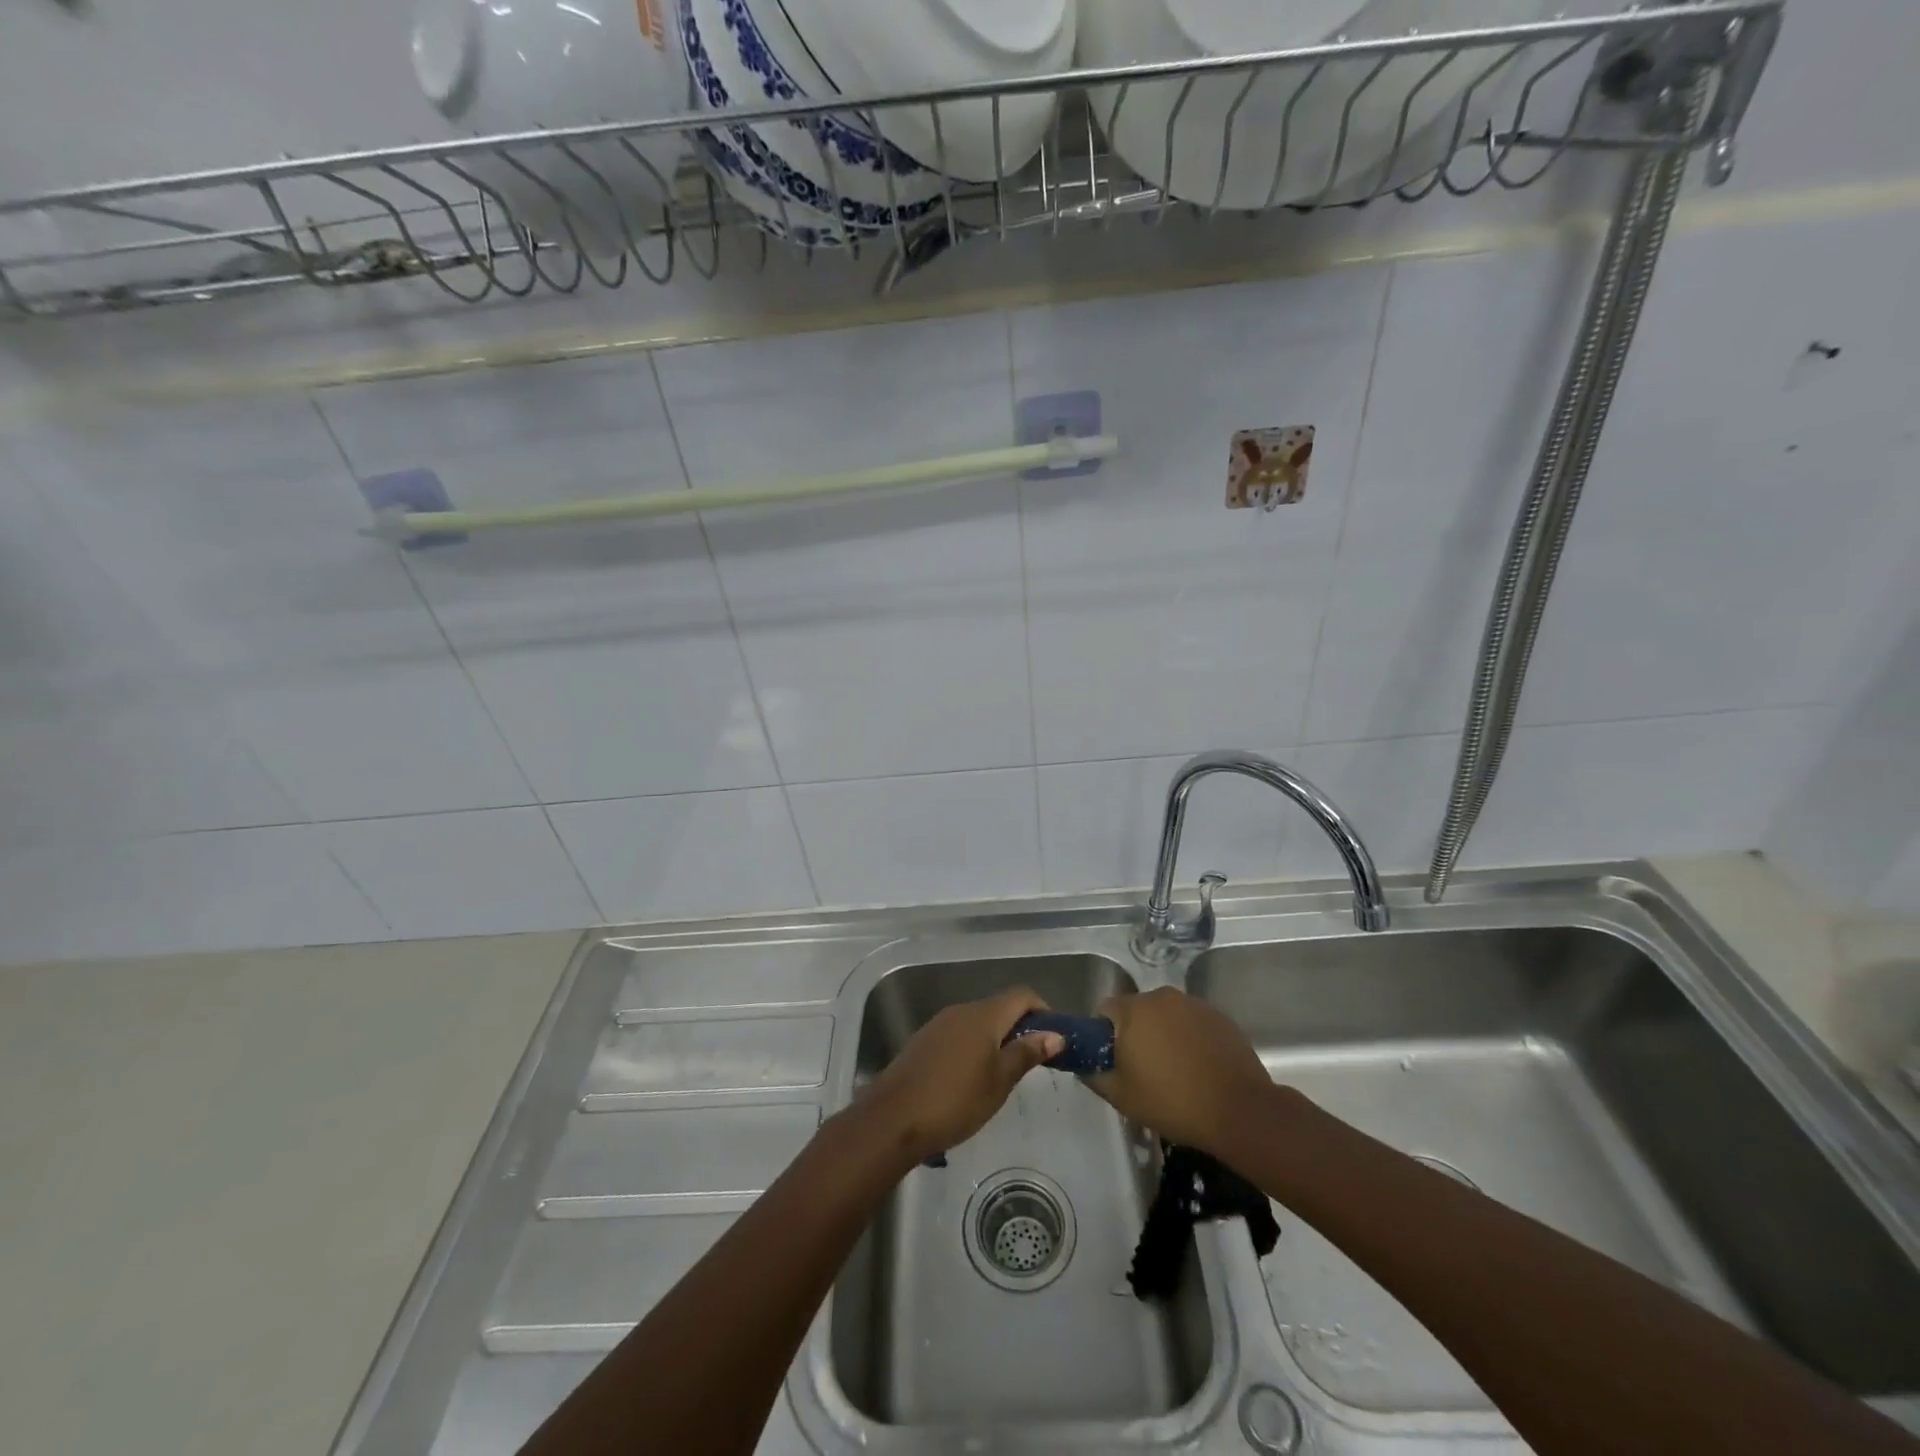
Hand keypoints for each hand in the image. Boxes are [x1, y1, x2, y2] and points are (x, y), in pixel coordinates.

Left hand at [858, 986, 1064, 1165]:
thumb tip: (1055, 1034)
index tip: (1054, 1038)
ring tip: (1005, 1074)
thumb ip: (1026, 1053)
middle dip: (1021, 1027)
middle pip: (1000, 1007)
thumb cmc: (955, 1101)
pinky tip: (973, 1079)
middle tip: (1033, 1062)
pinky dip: (975, 1046)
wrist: (893, 1118)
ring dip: (997, 1038)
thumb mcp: (999, 1082)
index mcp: (984, 1015)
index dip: (1043, 1011)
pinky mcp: (924, 1041)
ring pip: (978, 1021)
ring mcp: (939, 1024)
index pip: (1022, 995)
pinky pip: (959, 1034)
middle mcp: (961, 1010)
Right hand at [1088, 987, 1274, 1155]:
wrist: (1240, 1111)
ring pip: (1166, 1016)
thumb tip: (1083, 1065)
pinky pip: (1192, 1023)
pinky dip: (1188, 1039)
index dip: (1103, 1035)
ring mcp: (1194, 1004)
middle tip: (1142, 1071)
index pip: (1104, 1010)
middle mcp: (1162, 996)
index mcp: (1134, 1009)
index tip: (1113, 1062)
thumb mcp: (1120, 1096)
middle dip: (1135, 1034)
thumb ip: (1093, 1074)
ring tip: (1173, 1072)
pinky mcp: (1220, 1017)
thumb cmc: (1172, 1102)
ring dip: (1163, 1035)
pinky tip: (1198, 1068)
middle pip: (1137, 1011)